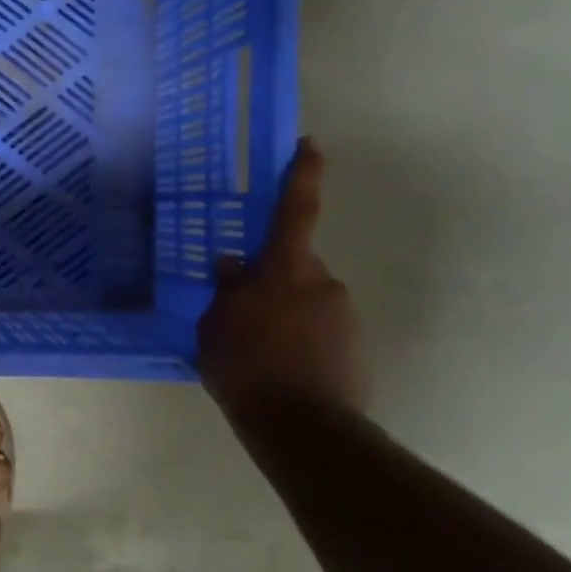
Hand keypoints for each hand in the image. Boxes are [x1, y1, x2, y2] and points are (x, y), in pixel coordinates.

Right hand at [199, 137, 365, 418]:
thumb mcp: (215, 325)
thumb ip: (226, 291)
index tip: (308, 145)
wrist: (302, 426)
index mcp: (285, 270)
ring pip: (306, 302)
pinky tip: (277, 369)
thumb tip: (232, 265)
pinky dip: (299, 342)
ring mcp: (344, 317)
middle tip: (238, 312)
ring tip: (254, 351)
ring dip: (282, 315)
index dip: (301, 176)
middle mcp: (323, 283)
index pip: (294, 212)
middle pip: (293, 267)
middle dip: (270, 281)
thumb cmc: (245, 365)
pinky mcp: (355, 349)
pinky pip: (319, 332)